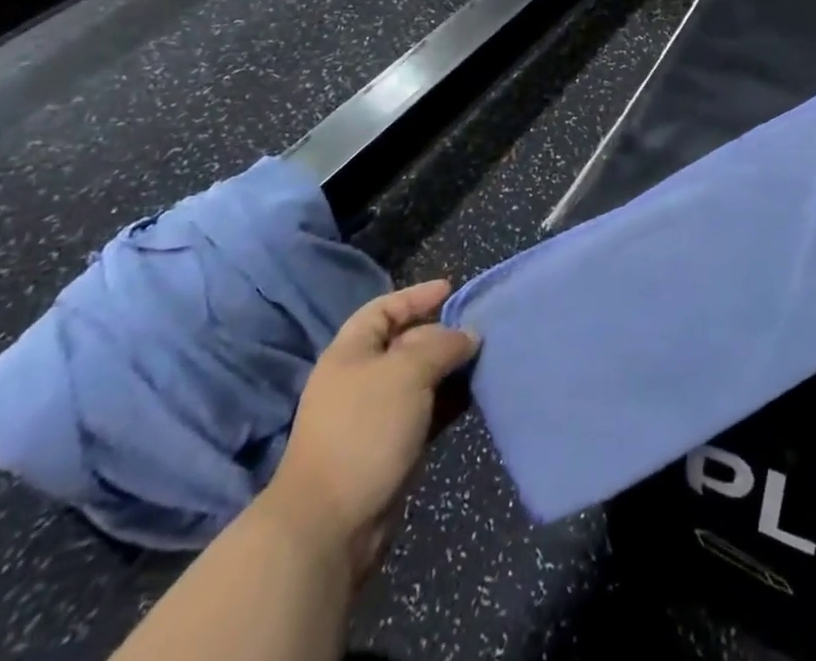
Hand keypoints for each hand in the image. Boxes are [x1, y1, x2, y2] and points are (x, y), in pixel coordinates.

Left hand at [260, 279, 478, 586]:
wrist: (330, 526)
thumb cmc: (364, 430)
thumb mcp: (407, 372)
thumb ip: (442, 345)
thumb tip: (468, 336)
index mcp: (351, 352)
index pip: (385, 309)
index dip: (416, 296)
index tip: (451, 289)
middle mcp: (361, 379)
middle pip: (405, 343)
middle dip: (441, 334)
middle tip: (479, 329)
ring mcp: (375, 417)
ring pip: (420, 380)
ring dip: (450, 370)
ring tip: (485, 360)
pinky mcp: (391, 449)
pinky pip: (425, 412)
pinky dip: (448, 402)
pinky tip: (474, 397)